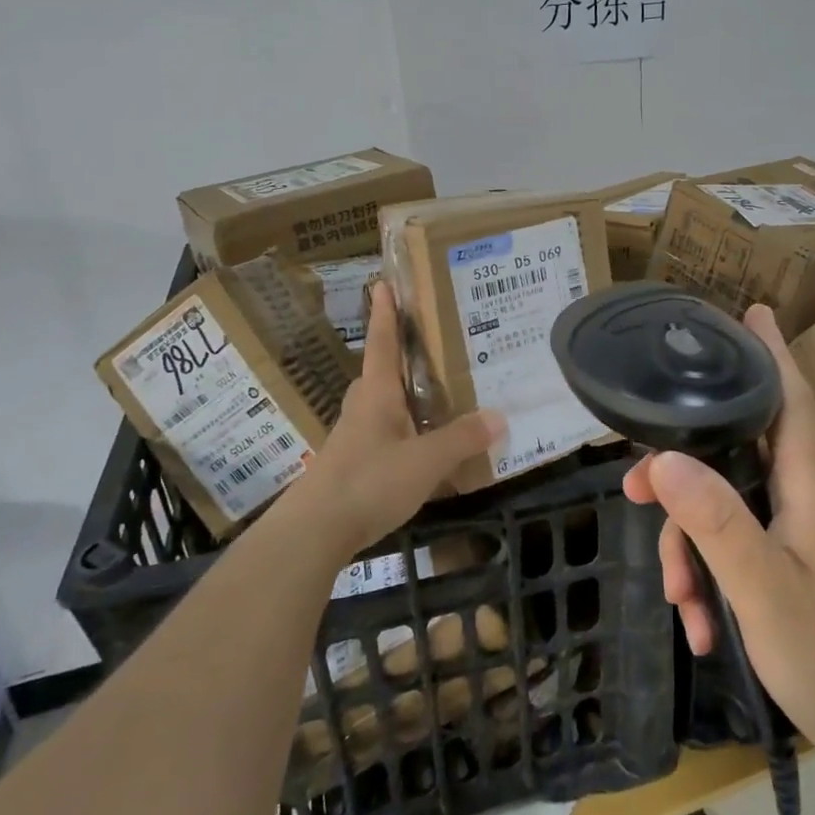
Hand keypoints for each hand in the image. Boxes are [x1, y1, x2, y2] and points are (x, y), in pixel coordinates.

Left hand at [291, 280, 504, 561]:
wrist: (314, 531)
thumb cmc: (369, 482)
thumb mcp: (425, 461)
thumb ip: (461, 439)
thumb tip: (500, 416)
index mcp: (377, 394)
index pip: (382, 343)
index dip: (385, 314)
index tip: (382, 283)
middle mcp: (363, 408)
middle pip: (380, 372)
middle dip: (399, 355)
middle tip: (429, 344)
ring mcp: (354, 438)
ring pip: (382, 405)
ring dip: (404, 395)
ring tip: (436, 393)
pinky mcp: (353, 465)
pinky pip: (384, 434)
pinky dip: (404, 429)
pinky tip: (423, 445)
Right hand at [622, 305, 814, 765]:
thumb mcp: (765, 590)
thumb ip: (716, 522)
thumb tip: (664, 458)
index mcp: (809, 485)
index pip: (789, 399)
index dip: (769, 353)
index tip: (751, 311)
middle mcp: (806, 498)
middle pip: (737, 453)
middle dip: (683, 471)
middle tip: (635, 490)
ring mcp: (803, 534)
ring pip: (730, 509)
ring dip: (695, 547)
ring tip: (681, 602)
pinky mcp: (798, 566)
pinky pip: (742, 549)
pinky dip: (716, 579)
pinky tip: (704, 628)